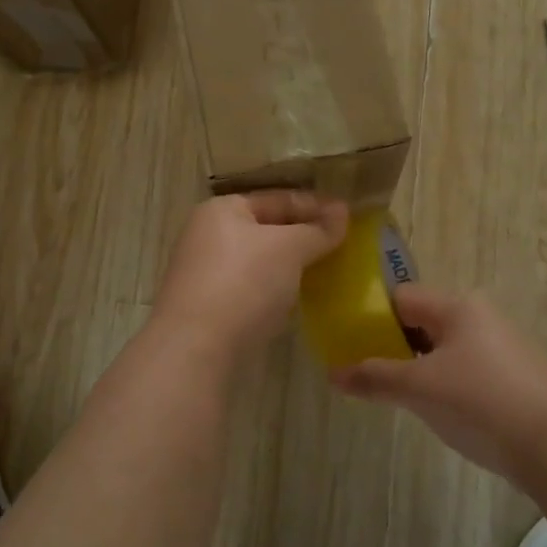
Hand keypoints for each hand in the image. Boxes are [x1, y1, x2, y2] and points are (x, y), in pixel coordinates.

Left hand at [154, 192, 348, 357]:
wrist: (196, 349)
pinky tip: (298, 301)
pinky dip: (276, 291)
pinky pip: (253, 289)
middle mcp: (208, 236)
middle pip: (267, 229)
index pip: (277, 198)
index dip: (314, 205)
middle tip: (342, 245)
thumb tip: (342, 212)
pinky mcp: (210, 308)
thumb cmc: (244, 283)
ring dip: (291, 266)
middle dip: (304, 236)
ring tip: (327, 272)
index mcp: (221, 210)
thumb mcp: (289, 248)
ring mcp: (206, 274)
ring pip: (260, 261)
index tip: (349, 217)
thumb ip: (317, 229)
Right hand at [331, 285, 546, 487]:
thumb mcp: (420, 389)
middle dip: (393, 345)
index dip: (370, 316)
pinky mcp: (516, 376)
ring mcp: (502, 346)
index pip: (401, 297)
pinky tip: (440, 410)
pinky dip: (446, 382)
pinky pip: (467, 368)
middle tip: (367, 374)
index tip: (347, 343)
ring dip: (419, 367)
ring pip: (445, 347)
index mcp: (457, 306)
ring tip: (398, 396)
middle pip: (423, 321)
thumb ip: (374, 377)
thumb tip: (333, 373)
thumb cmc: (482, 402)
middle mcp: (481, 316)